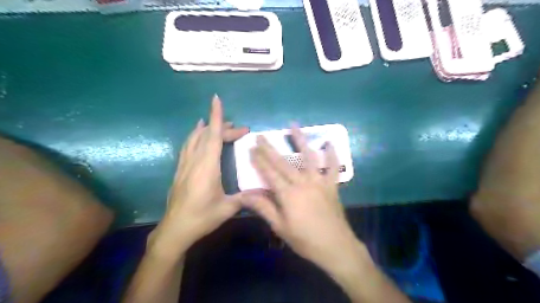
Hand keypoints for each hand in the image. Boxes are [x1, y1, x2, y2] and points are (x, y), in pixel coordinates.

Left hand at [151, 95, 250, 254]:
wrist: (175, 229)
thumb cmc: (202, 217)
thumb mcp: (227, 208)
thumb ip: (246, 196)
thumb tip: (264, 191)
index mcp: (207, 166)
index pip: (212, 135)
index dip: (216, 117)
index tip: (216, 100)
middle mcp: (194, 161)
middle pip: (207, 135)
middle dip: (224, 128)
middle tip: (241, 130)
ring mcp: (185, 164)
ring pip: (195, 138)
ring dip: (208, 128)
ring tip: (220, 125)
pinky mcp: (181, 169)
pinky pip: (188, 146)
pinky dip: (195, 135)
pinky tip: (198, 134)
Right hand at [243, 127, 366, 272]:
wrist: (336, 247)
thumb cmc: (305, 240)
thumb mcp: (280, 227)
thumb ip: (263, 208)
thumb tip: (244, 195)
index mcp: (288, 194)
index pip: (269, 173)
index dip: (259, 160)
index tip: (251, 148)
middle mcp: (303, 183)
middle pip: (283, 162)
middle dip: (270, 148)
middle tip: (261, 136)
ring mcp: (319, 182)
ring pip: (308, 157)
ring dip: (300, 140)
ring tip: (294, 126)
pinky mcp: (332, 185)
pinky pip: (333, 167)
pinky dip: (332, 155)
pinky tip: (329, 143)